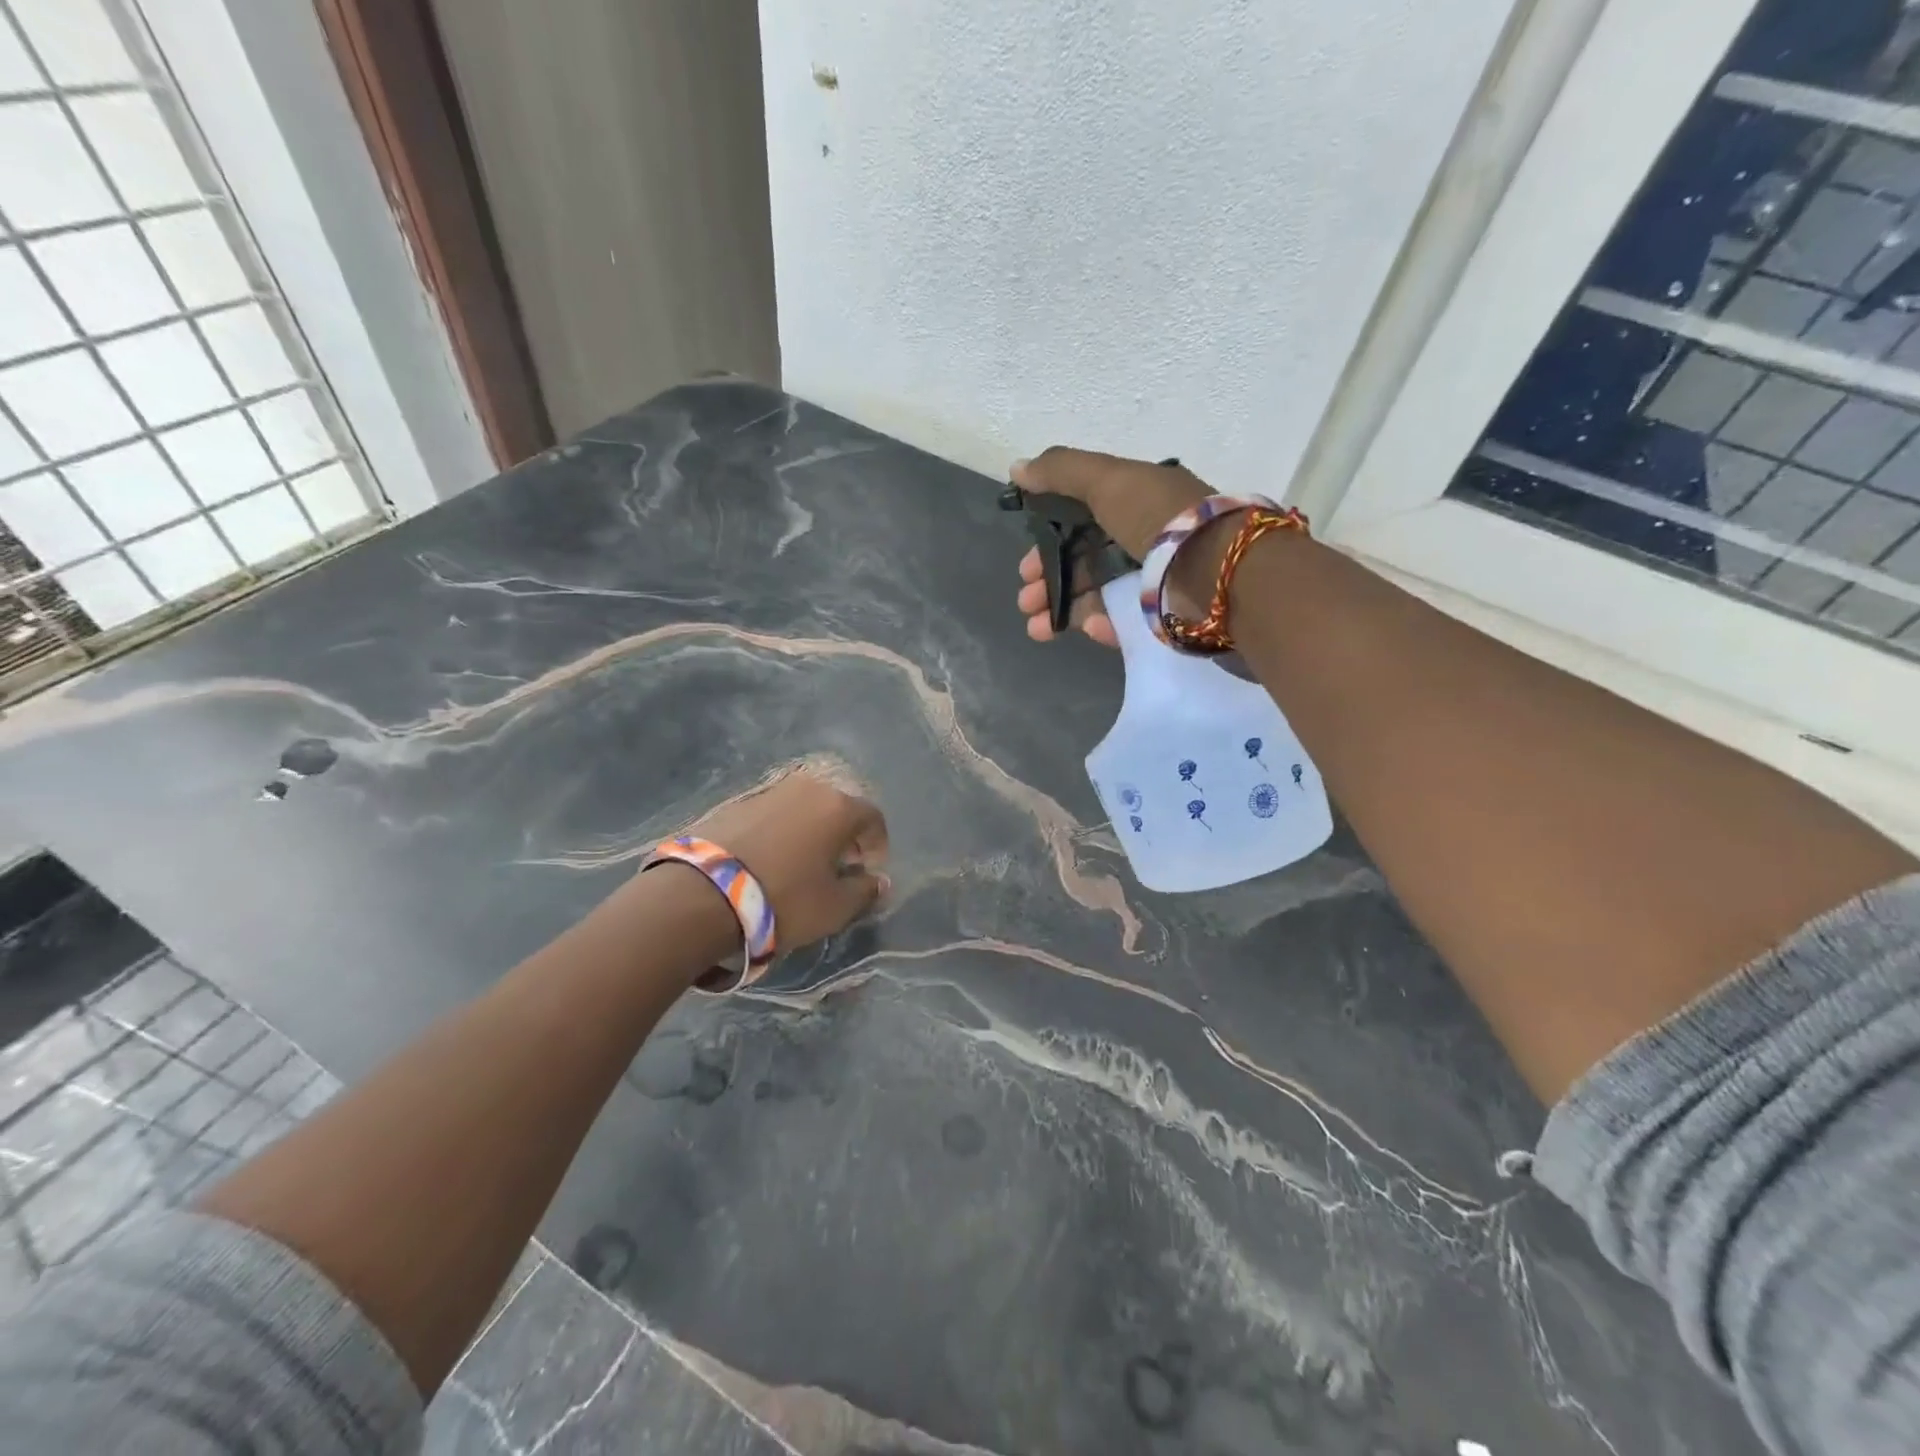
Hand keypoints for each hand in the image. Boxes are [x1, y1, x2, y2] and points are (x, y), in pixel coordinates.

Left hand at [686, 769, 889, 950]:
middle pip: (837, 808)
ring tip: (801, 864)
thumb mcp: (834, 908)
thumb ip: (865, 892)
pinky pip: (772, 815)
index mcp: (838, 807)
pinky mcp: (735, 803)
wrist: (701, 894)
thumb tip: (879, 881)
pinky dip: (780, 832)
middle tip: (838, 866)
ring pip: (803, 809)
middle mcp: (807, 788)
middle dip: (844, 836)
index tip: (870, 870)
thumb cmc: (784, 899)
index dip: (877, 845)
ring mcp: (768, 791)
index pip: (873, 818)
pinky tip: (769, 860)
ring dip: (810, 832)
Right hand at [1010, 448, 1213, 646]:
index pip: (1083, 520)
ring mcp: (1156, 580)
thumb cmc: (1161, 520)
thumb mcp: (1109, 481)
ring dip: (1063, 611)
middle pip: (1086, 562)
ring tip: (1038, 629)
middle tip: (1025, 600)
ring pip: (1099, 596)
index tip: (1025, 564)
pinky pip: (1125, 621)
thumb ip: (1062, 472)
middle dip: (1049, 581)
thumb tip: (1017, 469)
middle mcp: (1147, 538)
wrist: (1220, 574)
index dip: (1048, 540)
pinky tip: (1089, 629)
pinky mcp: (1166, 616)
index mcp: (1137, 501)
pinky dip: (1103, 625)